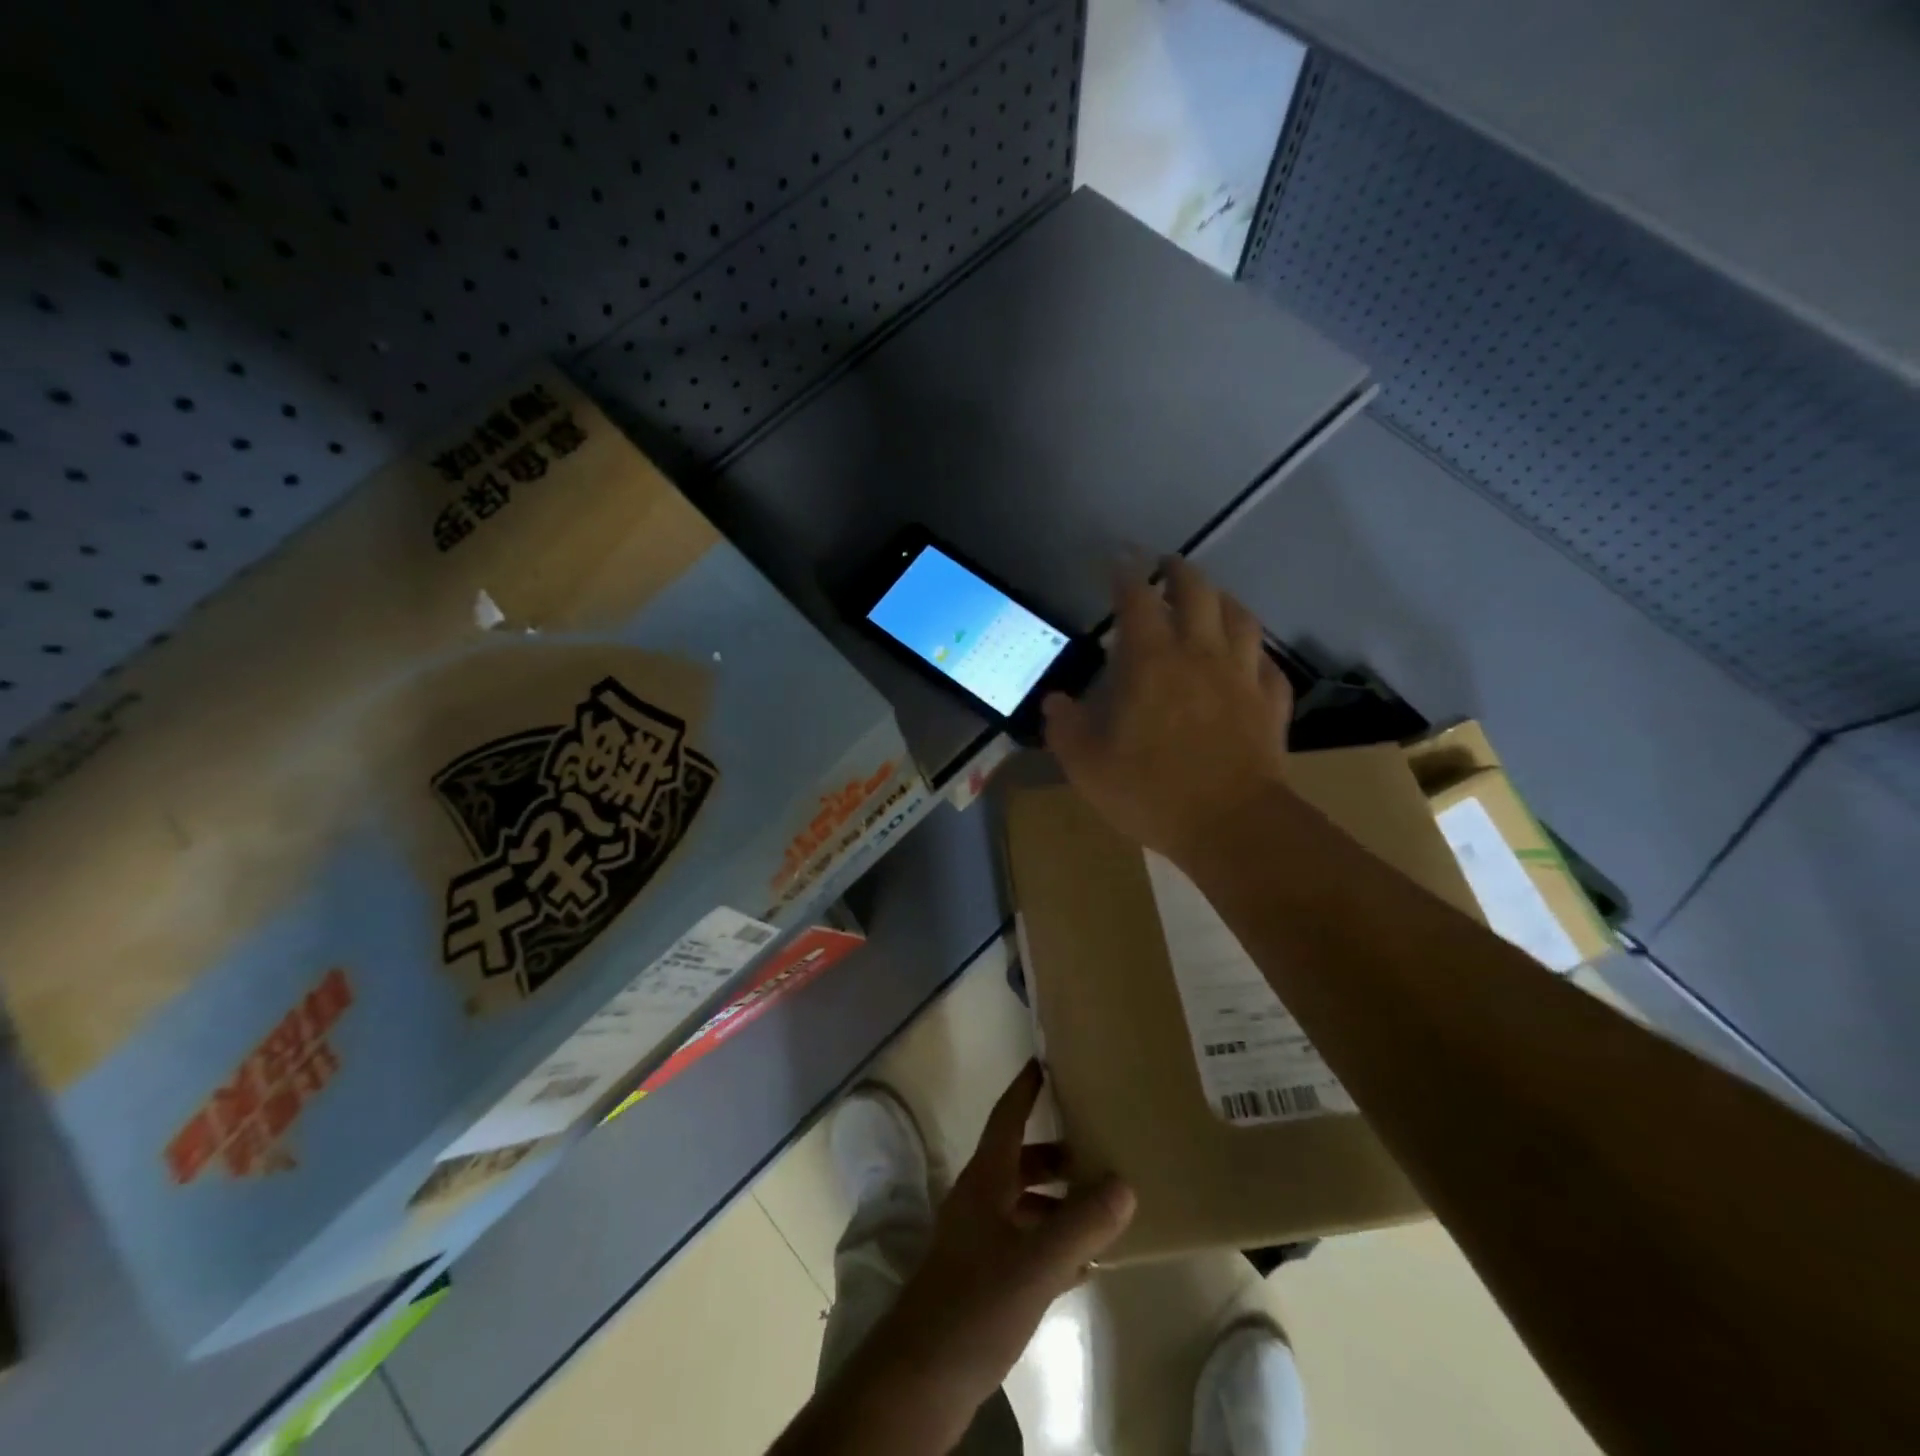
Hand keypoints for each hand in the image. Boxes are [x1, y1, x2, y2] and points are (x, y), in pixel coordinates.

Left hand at [871, 1063, 1134, 1409]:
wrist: (920, 1379)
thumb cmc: (975, 1303)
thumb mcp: (1037, 1263)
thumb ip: (1082, 1224)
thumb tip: (1124, 1183)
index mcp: (985, 1180)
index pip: (1006, 1117)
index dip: (1025, 1089)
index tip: (1044, 1061)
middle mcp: (979, 1200)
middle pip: (1020, 1162)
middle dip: (1056, 1154)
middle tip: (1098, 1149)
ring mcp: (977, 1241)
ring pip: (1023, 1206)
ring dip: (1058, 1203)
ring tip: (1102, 1210)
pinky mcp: (981, 1279)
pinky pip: (1023, 1245)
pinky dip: (1052, 1244)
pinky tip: (1083, 1265)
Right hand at [1044, 557, 1293, 867]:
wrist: (1231, 825)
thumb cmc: (1151, 792)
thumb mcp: (1087, 767)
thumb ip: (1066, 728)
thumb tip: (1055, 702)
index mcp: (1152, 663)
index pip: (1138, 601)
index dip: (1125, 576)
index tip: (1117, 563)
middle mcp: (1200, 655)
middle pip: (1197, 592)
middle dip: (1178, 572)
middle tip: (1165, 566)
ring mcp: (1242, 677)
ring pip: (1241, 618)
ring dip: (1223, 599)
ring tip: (1211, 599)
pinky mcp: (1271, 704)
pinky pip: (1268, 665)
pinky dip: (1255, 653)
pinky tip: (1249, 659)